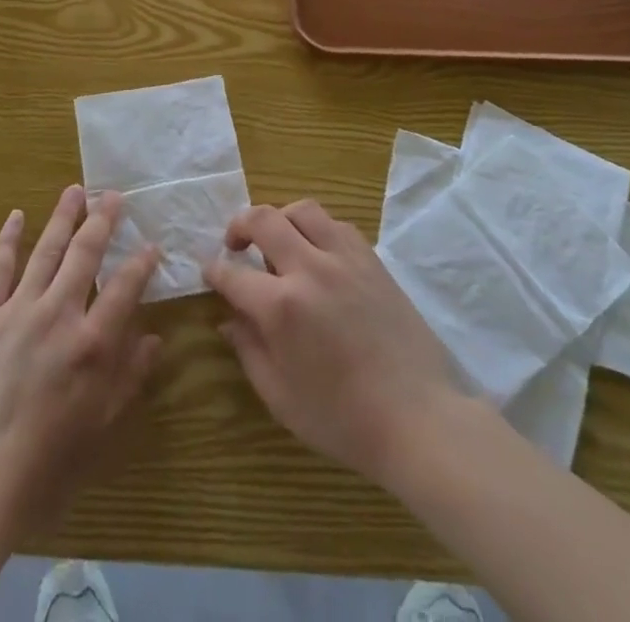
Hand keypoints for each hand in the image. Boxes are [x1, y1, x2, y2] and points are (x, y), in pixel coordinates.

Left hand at [0, 185, 162, 547]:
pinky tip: (17, 216)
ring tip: (75, 191)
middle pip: (85, 254)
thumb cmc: (47, 465)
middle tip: (113, 195)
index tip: (152, 244)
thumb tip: (154, 338)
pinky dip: (9, 239)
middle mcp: (58, 315)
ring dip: (62, 218)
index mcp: (92, 344)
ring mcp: (17, 311)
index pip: (125, 288)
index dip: (142, 263)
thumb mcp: (101, 428)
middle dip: (102, 221)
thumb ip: (129, 377)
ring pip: (46, 251)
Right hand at [206, 200, 466, 490]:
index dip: (214, 271)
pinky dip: (317, 229)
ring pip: (302, 210)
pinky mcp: (372, 260)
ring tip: (277, 242)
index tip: (209, 272)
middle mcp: (309, 269)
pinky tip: (317, 254)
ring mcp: (344, 259)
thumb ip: (249, 351)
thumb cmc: (344, 420)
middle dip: (239, 225)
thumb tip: (228, 320)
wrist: (420, 419)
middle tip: (235, 245)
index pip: (232, 274)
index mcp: (281, 306)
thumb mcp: (281, 398)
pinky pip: (336, 225)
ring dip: (280, 219)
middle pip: (263, 219)